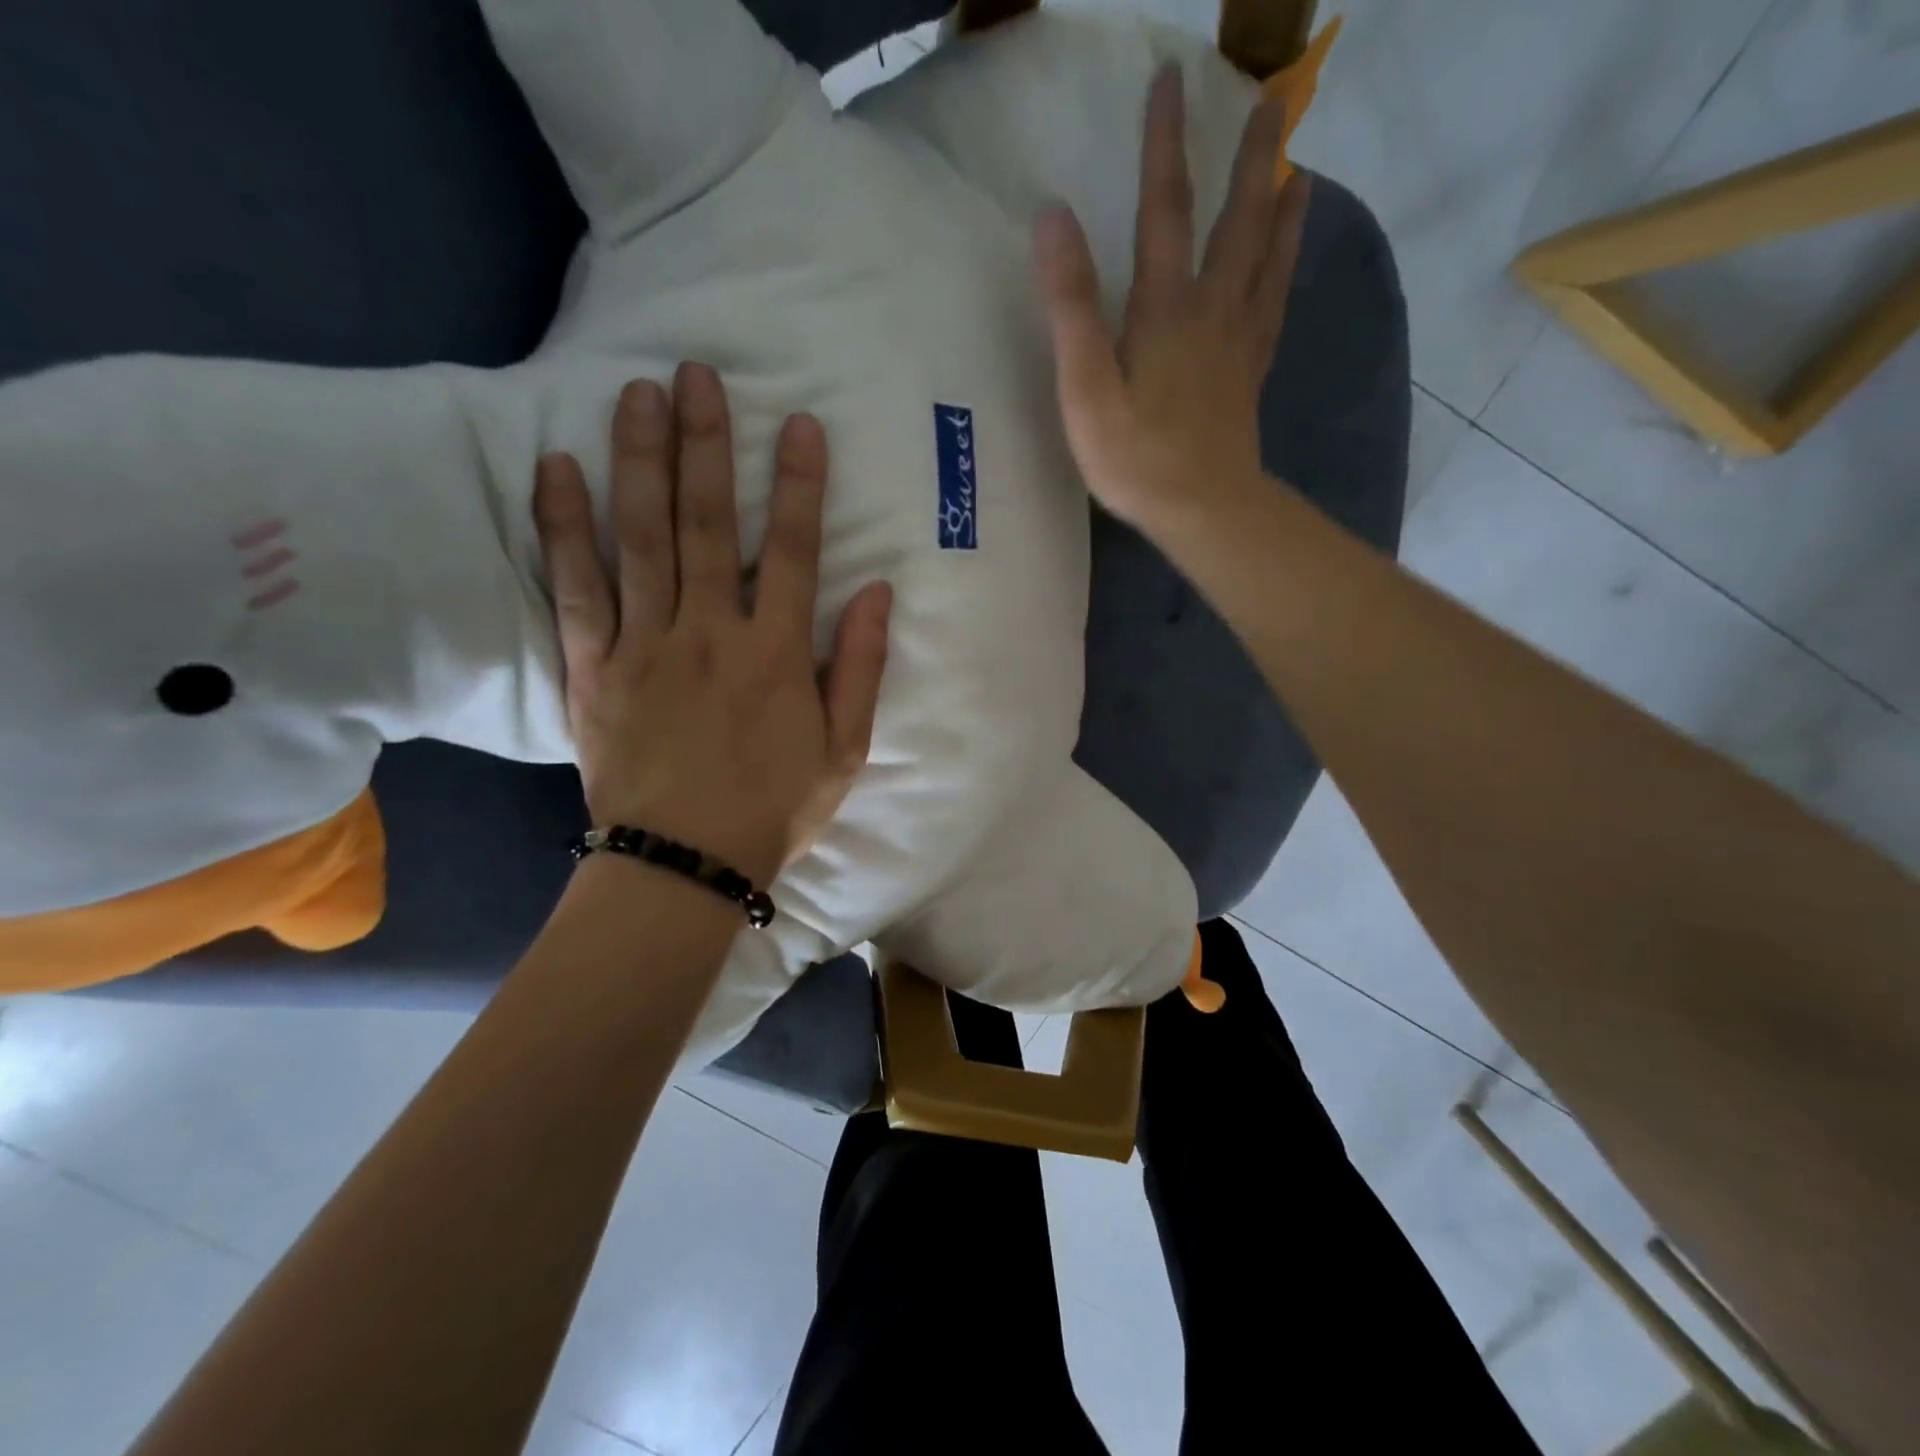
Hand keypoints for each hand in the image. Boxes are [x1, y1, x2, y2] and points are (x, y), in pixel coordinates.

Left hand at [532, 363, 892, 885]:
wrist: (682, 864)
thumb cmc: (773, 809)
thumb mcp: (843, 751)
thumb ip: (860, 669)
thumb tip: (877, 594)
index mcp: (776, 654)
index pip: (793, 551)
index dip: (800, 486)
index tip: (799, 426)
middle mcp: (709, 632)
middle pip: (708, 523)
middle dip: (706, 445)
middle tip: (697, 374)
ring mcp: (645, 644)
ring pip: (640, 538)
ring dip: (640, 461)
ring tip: (637, 394)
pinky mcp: (593, 667)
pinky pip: (576, 587)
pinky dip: (564, 527)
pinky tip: (557, 470)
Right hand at [1034, 64, 1310, 532]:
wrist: (1202, 507)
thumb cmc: (1135, 456)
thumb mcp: (1084, 387)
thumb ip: (1071, 304)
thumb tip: (1053, 215)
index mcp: (1165, 309)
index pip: (1164, 209)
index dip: (1164, 144)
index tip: (1171, 79)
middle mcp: (1211, 311)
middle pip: (1236, 221)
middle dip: (1251, 158)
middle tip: (1271, 101)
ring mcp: (1238, 344)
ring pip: (1267, 261)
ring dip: (1281, 208)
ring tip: (1298, 169)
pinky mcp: (1249, 376)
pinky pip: (1274, 309)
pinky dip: (1285, 273)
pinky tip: (1286, 264)